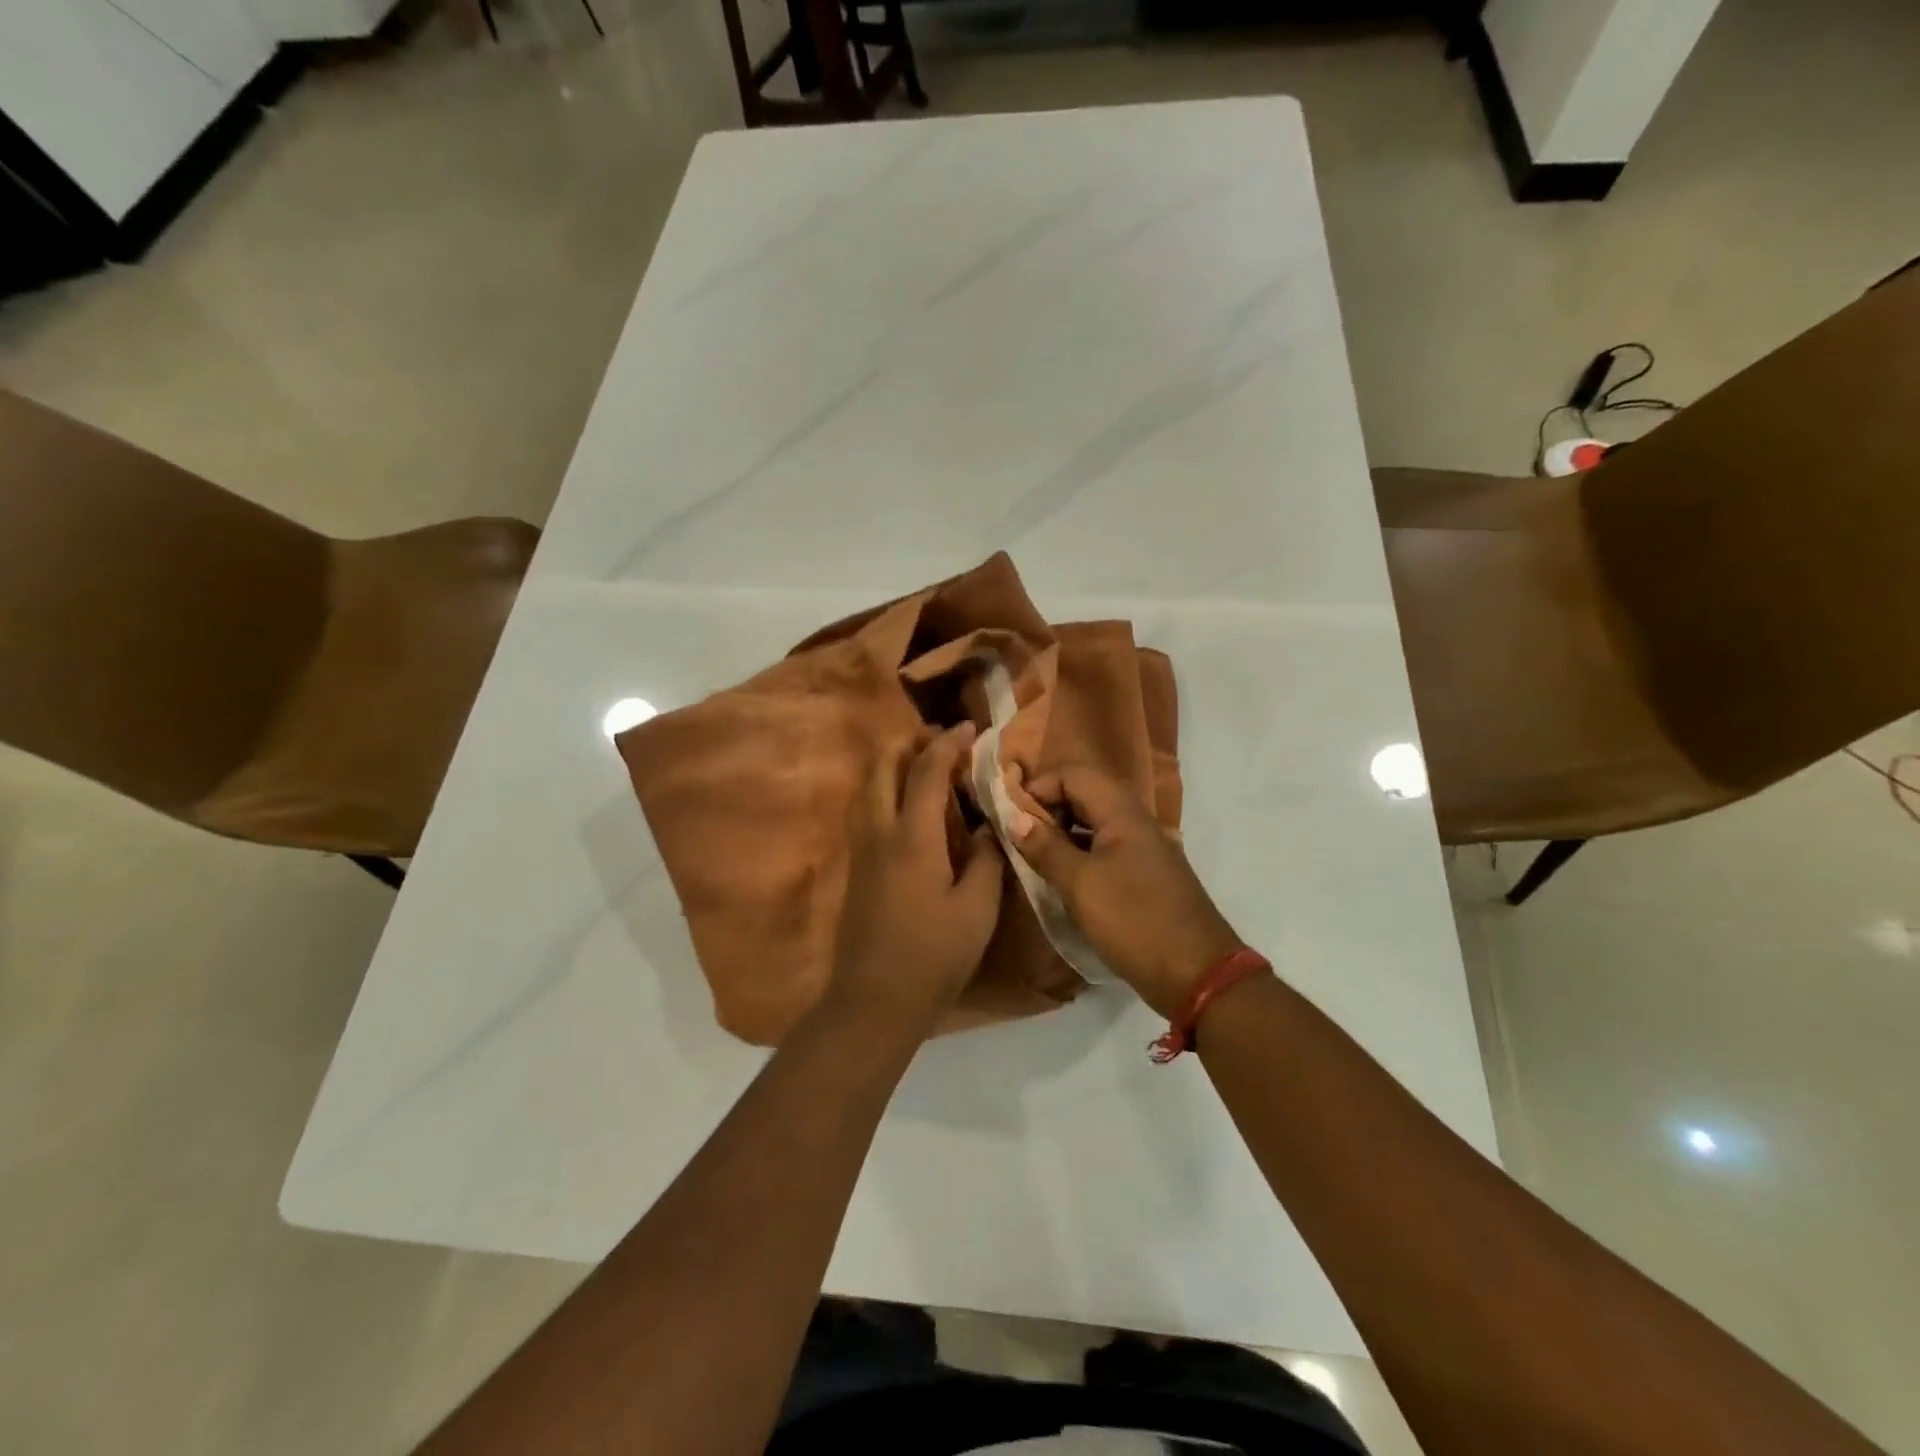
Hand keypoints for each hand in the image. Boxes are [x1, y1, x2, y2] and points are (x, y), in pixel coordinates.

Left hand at [824, 724, 1006, 1037]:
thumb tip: (990, 826)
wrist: (873, 999)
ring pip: (868, 785)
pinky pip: (866, 808)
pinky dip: (884, 788)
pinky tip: (906, 804)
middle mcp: (878, 831)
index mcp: (912, 837)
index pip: (925, 771)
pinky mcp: (856, 866)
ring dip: (893, 763)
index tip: (970, 728)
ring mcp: (861, 848)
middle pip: (882, 765)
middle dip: (910, 742)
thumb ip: (987, 859)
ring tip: (924, 764)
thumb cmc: (933, 955)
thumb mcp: (977, 909)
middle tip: (942, 741)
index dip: (948, 744)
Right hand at [1006, 763, 1242, 1019]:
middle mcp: (1134, 821)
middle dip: (1048, 807)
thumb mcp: (1080, 884)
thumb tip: (1015, 817)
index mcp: (1122, 812)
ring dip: (1061, 831)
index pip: (1073, 774)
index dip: (1039, 786)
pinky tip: (1060, 877)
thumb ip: (1046, 847)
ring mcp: (1142, 848)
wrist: (1197, 973)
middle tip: (1019, 836)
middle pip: (1084, 794)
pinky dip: (1079, 853)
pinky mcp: (1144, 875)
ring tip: (1032, 855)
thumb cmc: (1134, 921)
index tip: (1011, 815)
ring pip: (1093, 823)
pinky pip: (1104, 848)